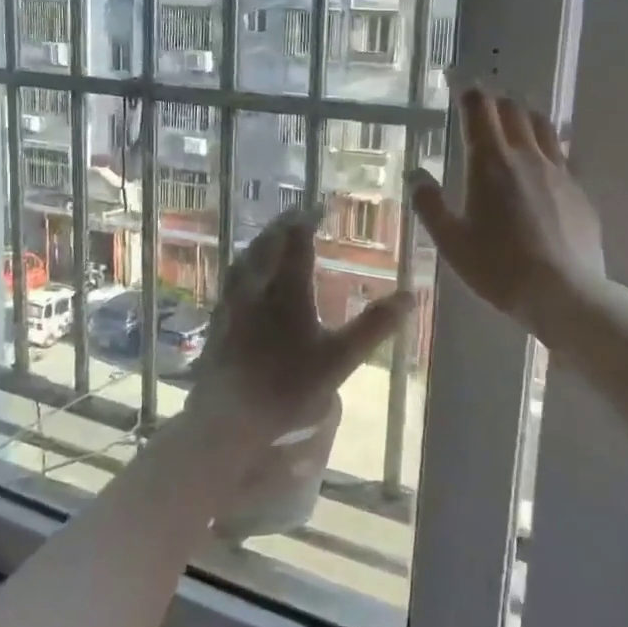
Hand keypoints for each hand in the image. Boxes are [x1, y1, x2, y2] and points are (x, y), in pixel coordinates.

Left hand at [191, 209, 412, 437]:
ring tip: (269, 240)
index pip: (297, 245)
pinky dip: (243, 269)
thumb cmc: (288, 388)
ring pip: (244, 263)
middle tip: (294, 216)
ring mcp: (232, 306)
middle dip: (281, 228)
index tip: (317, 208)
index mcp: (288, 293)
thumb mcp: (340, 360)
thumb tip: (409, 296)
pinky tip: (244, 281)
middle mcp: (257, 291)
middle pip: (266, 248)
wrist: (228, 418)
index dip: (306, 223)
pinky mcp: (218, 324)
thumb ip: (373, 327)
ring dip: (259, 245)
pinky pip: (231, 282)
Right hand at [407, 86, 605, 334]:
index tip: (456, 80)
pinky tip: (541, 164)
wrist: (564, 292)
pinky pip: (560, 154)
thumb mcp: (451, 241)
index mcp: (490, 163)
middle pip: (513, 110)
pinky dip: (545, 146)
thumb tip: (416, 173)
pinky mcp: (579, 190)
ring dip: (524, 115)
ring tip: (514, 120)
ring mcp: (558, 171)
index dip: (466, 89)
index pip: (479, 108)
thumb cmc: (498, 267)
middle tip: (481, 105)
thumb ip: (430, 204)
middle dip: (494, 100)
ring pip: (542, 126)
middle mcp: (526, 156)